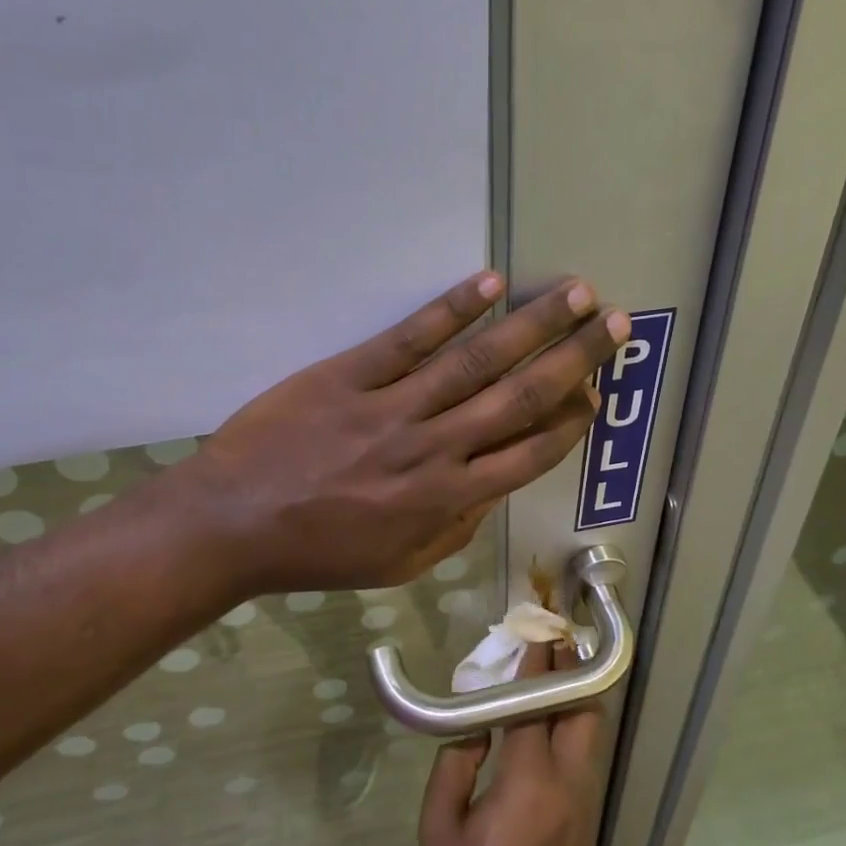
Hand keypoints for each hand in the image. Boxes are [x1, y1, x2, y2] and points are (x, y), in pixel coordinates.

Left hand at [174, 272, 628, 593]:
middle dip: (573, 359)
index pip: (528, 454)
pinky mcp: (349, 375)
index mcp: (445, 499)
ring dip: (530, 324)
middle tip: (613, 325)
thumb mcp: (398, 564)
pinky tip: (488, 282)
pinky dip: (451, 309)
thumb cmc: (319, 551)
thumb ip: (455, 527)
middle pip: (518, 397)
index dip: (569, 422)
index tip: (595, 395)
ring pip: (475, 360)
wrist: (233, 524)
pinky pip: (409, 338)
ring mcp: (392, 407)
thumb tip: (496, 488)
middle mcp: (433, 448)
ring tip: (573, 293)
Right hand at [419, 645, 602, 845]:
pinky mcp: (583, 819)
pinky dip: (569, 727)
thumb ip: (455, 765)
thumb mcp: (439, 828)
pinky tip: (544, 725)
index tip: (536, 628)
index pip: (537, 703)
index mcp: (528, 778)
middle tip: (549, 647)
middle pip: (584, 710)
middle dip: (571, 673)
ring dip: (573, 698)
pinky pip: (581, 756)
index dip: (537, 663)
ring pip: (588, 732)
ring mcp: (581, 802)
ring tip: (547, 675)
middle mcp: (566, 781)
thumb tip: (472, 728)